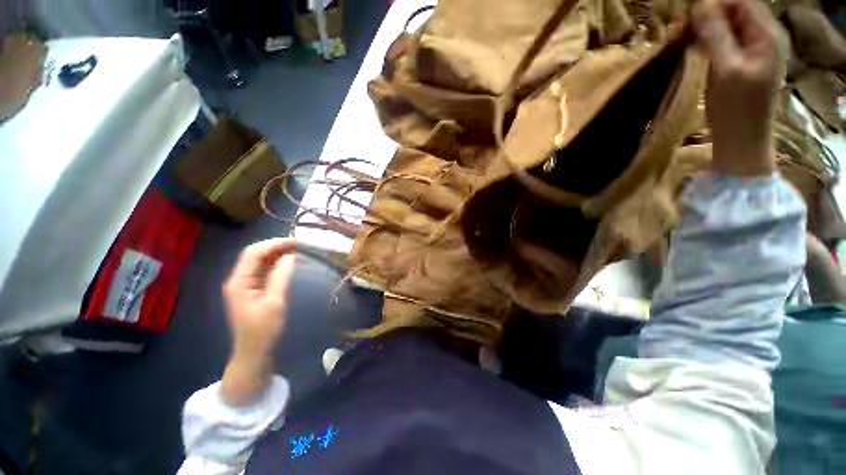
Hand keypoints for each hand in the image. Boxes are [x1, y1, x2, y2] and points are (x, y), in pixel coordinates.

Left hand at [220, 238, 296, 405]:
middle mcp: (238, 280)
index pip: (253, 253)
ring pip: (258, 262)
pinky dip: (275, 264)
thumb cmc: (263, 329)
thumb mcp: (275, 302)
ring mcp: (244, 285)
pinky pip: (262, 271)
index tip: (294, 242)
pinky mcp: (251, 291)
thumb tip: (290, 256)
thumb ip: (281, 277)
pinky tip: (287, 263)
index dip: (273, 244)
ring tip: (295, 250)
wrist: (254, 352)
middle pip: (254, 255)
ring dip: (275, 254)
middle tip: (297, 245)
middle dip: (275, 247)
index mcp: (238, 282)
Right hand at [693, 0, 787, 175]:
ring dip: (708, 26)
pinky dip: (711, 38)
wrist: (742, 139)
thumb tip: (699, 5)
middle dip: (709, 14)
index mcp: (767, 34)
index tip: (687, 17)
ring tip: (685, 36)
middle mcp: (766, 35)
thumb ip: (716, 34)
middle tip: (682, 27)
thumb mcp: (726, 69)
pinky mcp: (746, 60)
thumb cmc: (736, 108)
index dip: (714, 4)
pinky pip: (728, 38)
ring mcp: (757, 49)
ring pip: (731, 24)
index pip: (740, 1)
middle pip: (736, 10)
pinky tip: (697, 46)